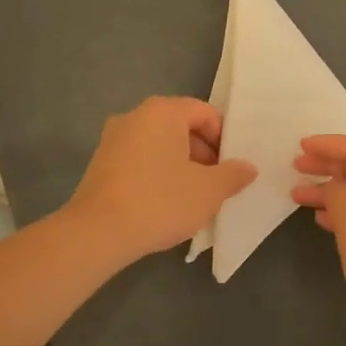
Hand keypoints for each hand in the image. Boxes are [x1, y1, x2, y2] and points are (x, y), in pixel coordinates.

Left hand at [66, 97, 255, 263]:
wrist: (96, 233)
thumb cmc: (159, 201)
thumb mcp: (208, 191)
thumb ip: (233, 175)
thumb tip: (248, 167)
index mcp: (163, 111)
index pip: (205, 113)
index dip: (224, 138)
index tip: (231, 168)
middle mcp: (136, 115)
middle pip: (181, 126)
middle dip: (203, 153)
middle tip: (215, 184)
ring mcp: (113, 139)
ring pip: (159, 144)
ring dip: (180, 165)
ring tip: (192, 197)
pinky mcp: (100, 163)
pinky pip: (139, 159)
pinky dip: (156, 174)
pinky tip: (163, 204)